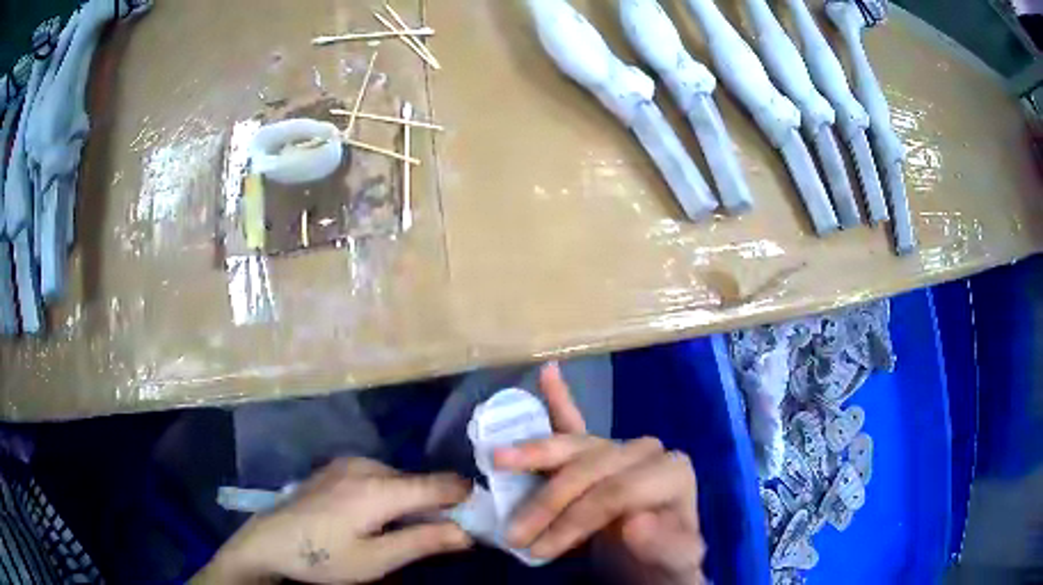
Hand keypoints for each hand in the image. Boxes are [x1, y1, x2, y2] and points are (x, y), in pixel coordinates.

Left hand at [192, 458, 473, 584]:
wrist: (269, 540)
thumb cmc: (322, 556)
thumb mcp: (375, 561)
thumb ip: (423, 542)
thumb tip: (467, 533)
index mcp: (379, 488)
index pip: (441, 485)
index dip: (465, 500)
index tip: (479, 520)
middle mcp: (367, 466)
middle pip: (420, 483)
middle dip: (436, 507)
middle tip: (437, 539)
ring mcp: (349, 463)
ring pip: (400, 480)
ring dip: (411, 503)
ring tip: (400, 533)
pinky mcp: (338, 467)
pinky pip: (379, 477)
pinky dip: (390, 496)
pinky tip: (374, 519)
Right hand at [495, 363, 705, 583]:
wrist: (655, 565)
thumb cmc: (663, 564)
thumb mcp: (673, 564)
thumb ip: (664, 545)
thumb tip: (635, 521)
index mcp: (671, 474)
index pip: (615, 490)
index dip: (573, 519)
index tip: (539, 549)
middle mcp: (647, 452)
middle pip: (590, 467)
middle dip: (547, 501)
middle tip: (514, 533)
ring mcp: (621, 448)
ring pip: (575, 445)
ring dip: (533, 452)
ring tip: (497, 458)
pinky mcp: (599, 453)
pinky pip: (576, 425)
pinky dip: (559, 401)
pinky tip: (547, 373)